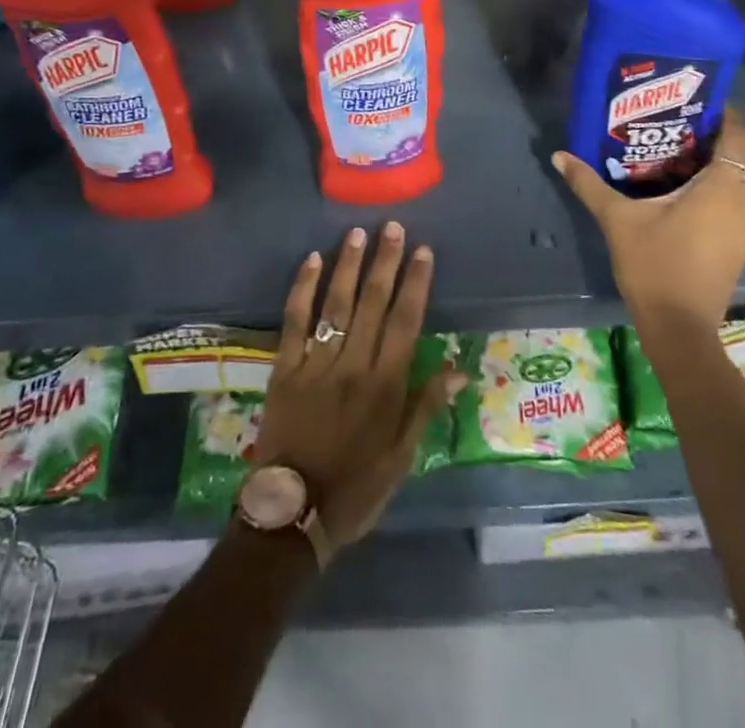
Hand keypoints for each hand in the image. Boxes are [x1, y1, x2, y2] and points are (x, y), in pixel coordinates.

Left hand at [255, 223, 464, 552]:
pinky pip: (295, 321)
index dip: (416, 283)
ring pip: (336, 304)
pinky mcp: (285, 368)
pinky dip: (302, 289)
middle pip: (373, 303)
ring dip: (348, 266)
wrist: (291, 516)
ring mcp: (316, 363)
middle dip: (385, 262)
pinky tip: (311, 261)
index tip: (424, 251)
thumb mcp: (402, 459)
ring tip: (358, 233)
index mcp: (385, 386)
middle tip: (393, 227)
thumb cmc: (355, 490)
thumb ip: (426, 407)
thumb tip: (459, 369)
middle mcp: (354, 365)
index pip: (406, 322)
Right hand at [551, 107, 744, 338]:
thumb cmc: (655, 264)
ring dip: (712, 163)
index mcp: (723, 186)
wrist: (680, 329)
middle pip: (737, 154)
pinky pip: (733, 201)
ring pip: (736, 179)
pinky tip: (680, 190)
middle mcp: (744, 200)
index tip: (692, 99)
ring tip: (671, 150)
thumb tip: (559, 155)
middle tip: (671, 121)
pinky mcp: (739, 245)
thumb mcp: (618, 219)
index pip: (737, 133)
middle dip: (709, 135)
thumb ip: (589, 183)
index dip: (721, 112)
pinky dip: (714, 188)